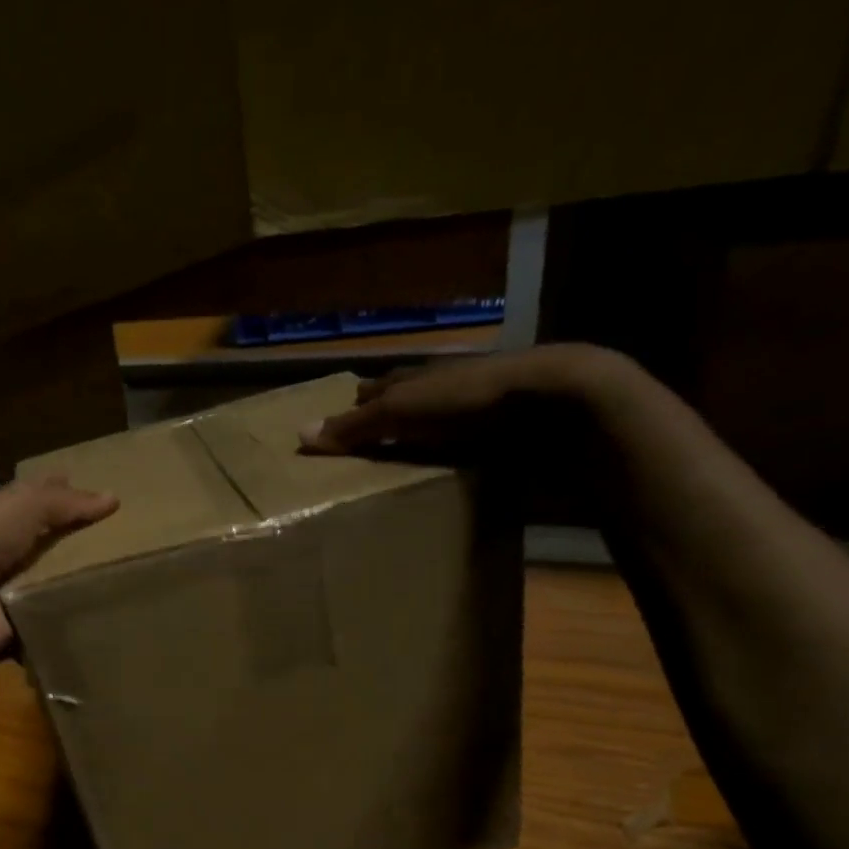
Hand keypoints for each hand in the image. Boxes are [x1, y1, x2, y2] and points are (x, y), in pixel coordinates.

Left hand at [0, 476, 117, 661]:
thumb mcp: (24, 506)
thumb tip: (113, 498)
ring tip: (122, 584)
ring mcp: (6, 592)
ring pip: (50, 584)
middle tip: (120, 544)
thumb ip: (66, 502)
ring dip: (77, 584)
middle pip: (45, 545)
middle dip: (75, 544)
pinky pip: (50, 621)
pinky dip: (70, 621)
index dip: (59, 495)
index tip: (94, 496)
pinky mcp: (15, 626)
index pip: (32, 501)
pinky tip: (103, 617)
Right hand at [299, 343, 629, 456]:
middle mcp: (445, 389)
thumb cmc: (467, 400)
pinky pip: (467, 445)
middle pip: (410, 400)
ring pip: (439, 423)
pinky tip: (447, 470)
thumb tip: (299, 435)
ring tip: (401, 460)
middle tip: (367, 439)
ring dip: (421, 437)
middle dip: (389, 416)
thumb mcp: (401, 411)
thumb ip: (355, 426)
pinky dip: (451, 455)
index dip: (360, 401)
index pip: (381, 387)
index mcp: (419, 378)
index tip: (343, 415)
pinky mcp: (504, 434)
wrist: (550, 401)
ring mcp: (478, 410)